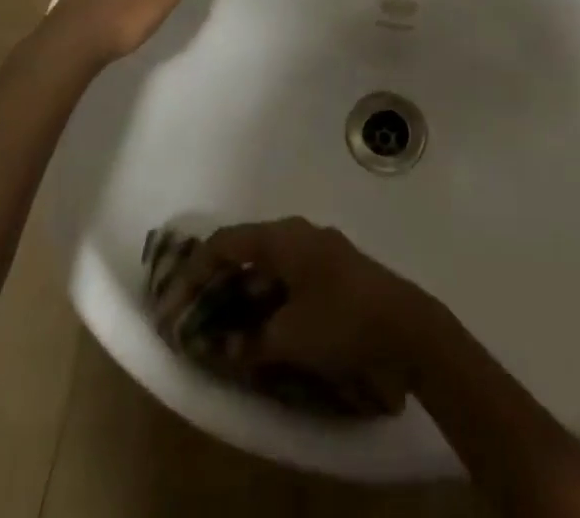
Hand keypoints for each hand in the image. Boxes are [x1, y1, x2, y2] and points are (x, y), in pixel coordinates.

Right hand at [154, 217, 431, 414]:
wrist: (406, 326)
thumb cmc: (342, 321)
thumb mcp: (288, 336)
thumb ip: (249, 340)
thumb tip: (225, 344)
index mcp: (284, 237)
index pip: (226, 242)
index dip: (194, 271)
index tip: (173, 303)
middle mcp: (299, 234)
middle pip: (245, 250)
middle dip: (216, 281)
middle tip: (192, 315)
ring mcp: (318, 250)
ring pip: (266, 265)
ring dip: (241, 292)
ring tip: (219, 326)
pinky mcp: (333, 270)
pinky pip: (286, 277)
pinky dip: (266, 298)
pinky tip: (259, 327)